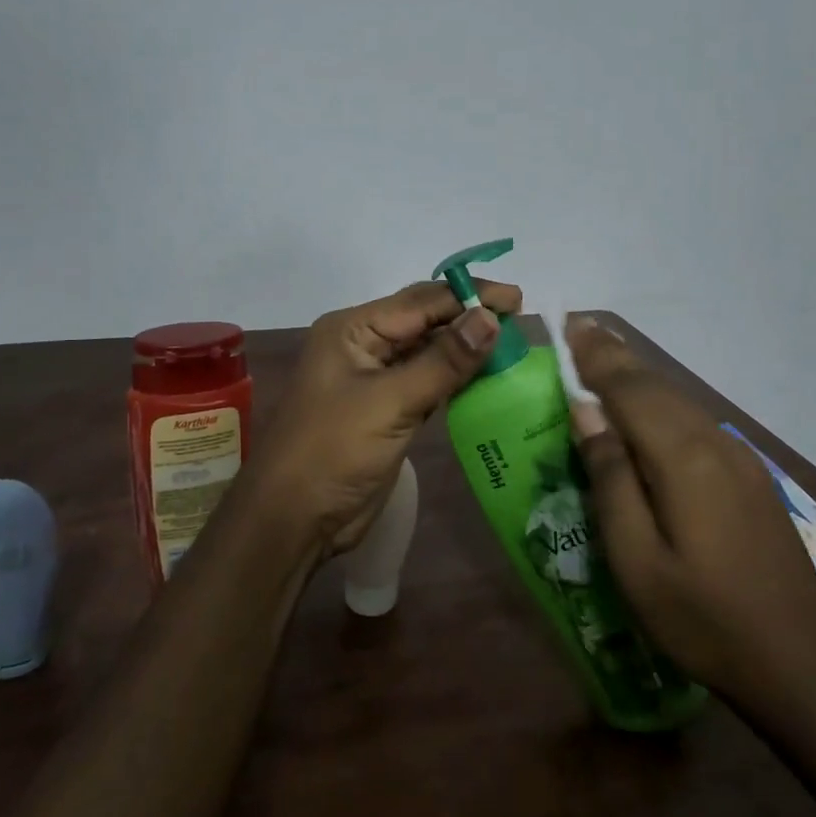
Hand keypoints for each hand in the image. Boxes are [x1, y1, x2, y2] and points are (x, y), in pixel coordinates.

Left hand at [247, 279, 521, 556]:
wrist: (294, 520)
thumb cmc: (333, 451)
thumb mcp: (390, 402)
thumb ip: (443, 361)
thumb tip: (490, 318)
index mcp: (354, 329)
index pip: (421, 301)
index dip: (470, 296)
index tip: (517, 298)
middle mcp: (364, 344)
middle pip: (426, 321)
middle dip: (470, 318)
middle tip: (521, 320)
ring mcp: (375, 378)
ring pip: (429, 351)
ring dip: (467, 348)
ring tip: (513, 345)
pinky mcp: (388, 409)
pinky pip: (429, 381)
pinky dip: (457, 377)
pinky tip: (488, 376)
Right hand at [566, 319, 815, 712]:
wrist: (802, 665)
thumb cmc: (703, 618)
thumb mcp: (636, 560)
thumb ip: (610, 478)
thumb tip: (586, 413)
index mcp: (681, 457)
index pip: (628, 389)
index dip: (596, 356)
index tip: (570, 323)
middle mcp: (712, 442)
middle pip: (656, 385)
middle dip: (615, 355)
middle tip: (582, 326)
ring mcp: (739, 458)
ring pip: (678, 400)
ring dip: (639, 374)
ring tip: (607, 352)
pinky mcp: (751, 476)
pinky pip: (695, 421)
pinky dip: (663, 400)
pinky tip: (650, 407)